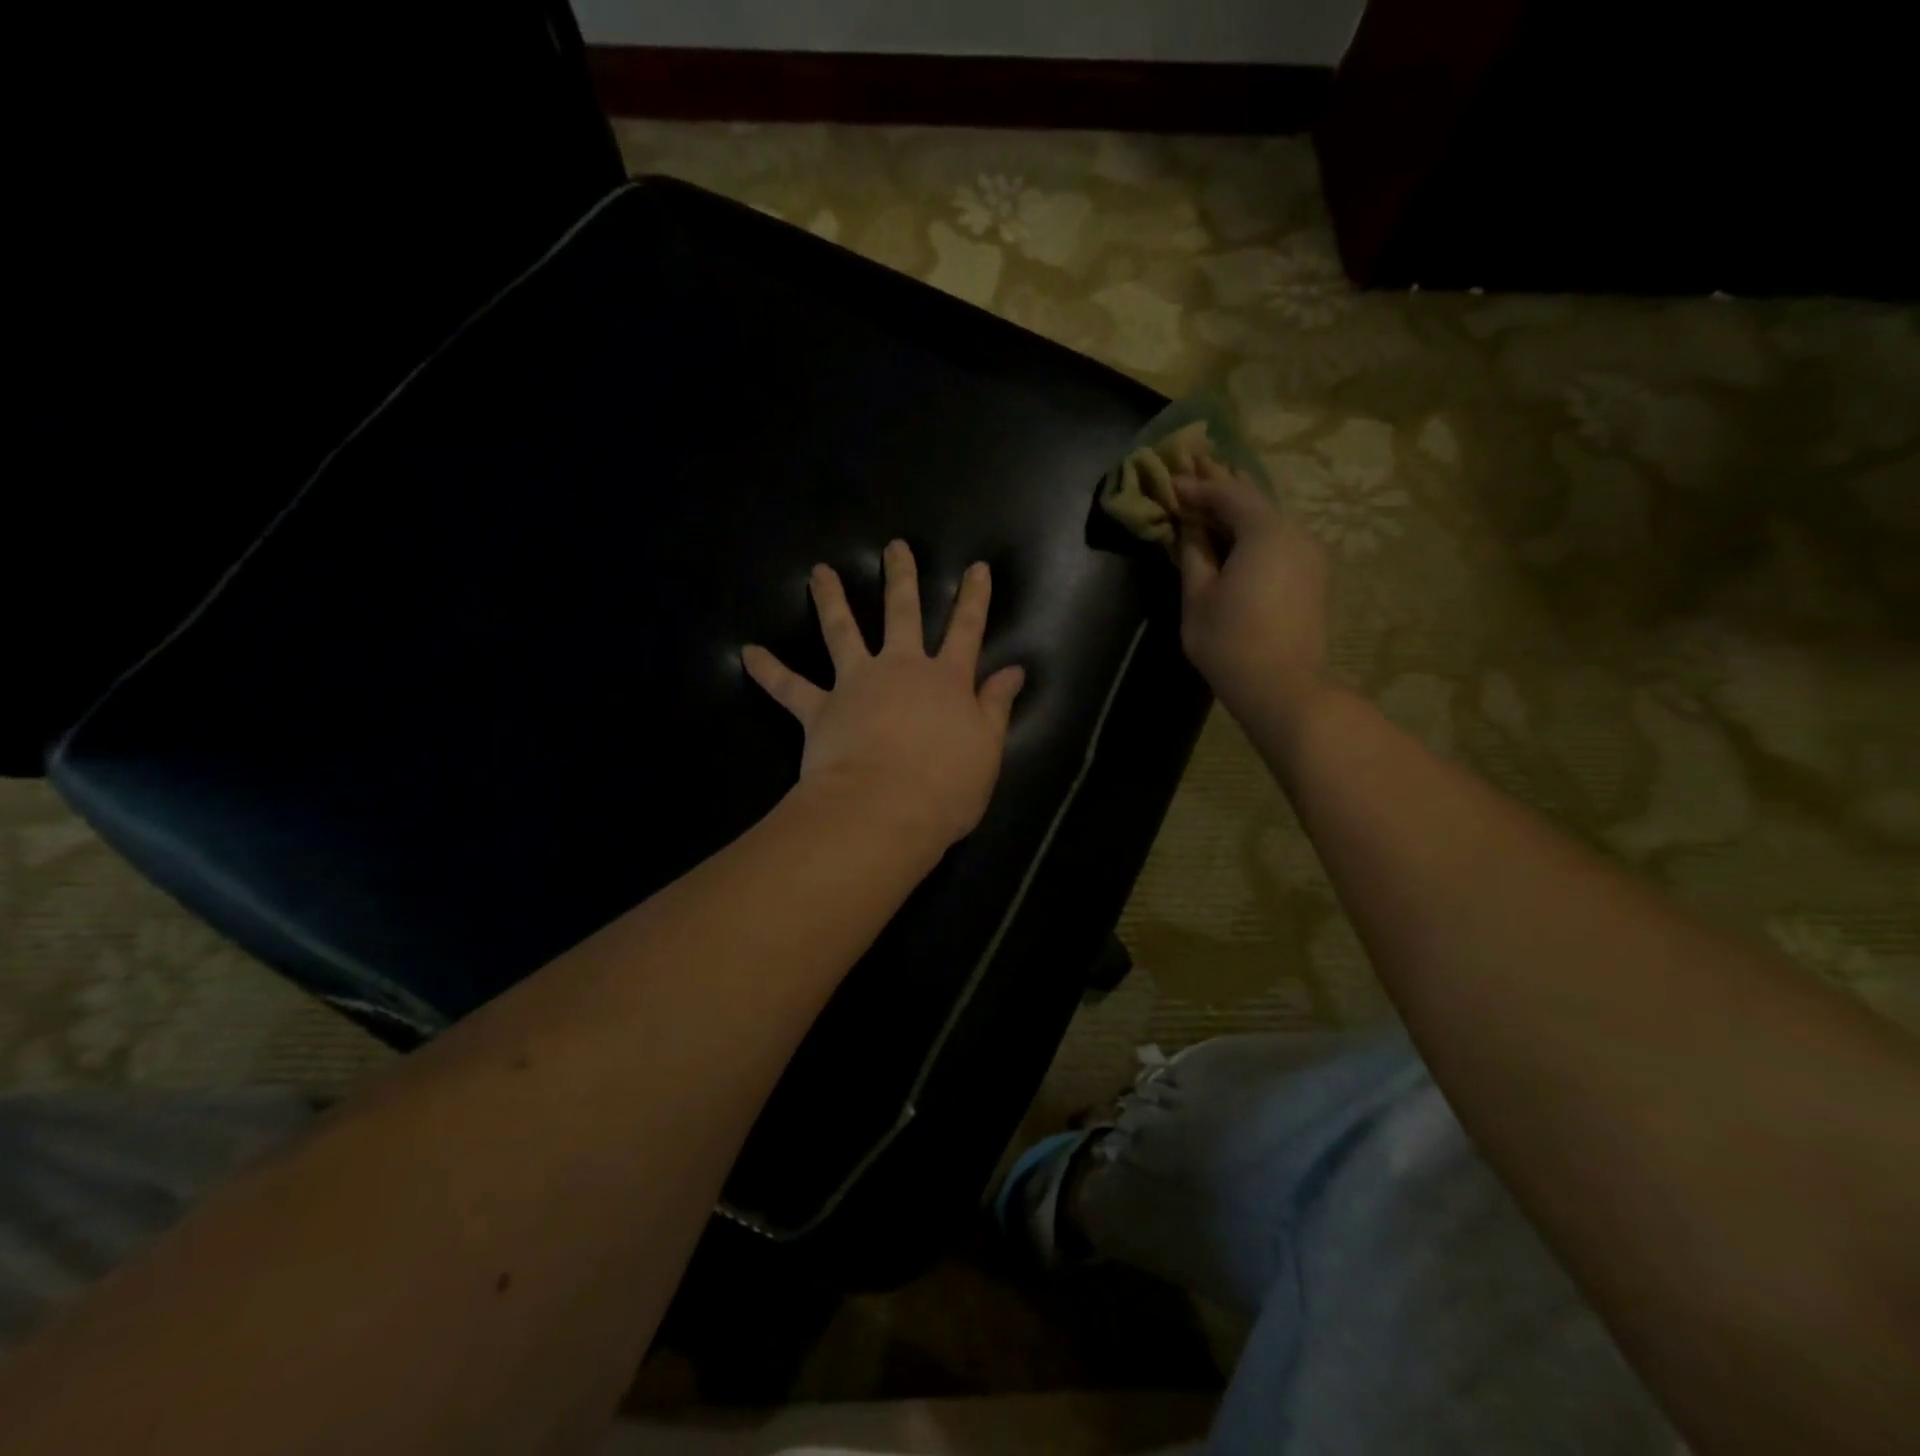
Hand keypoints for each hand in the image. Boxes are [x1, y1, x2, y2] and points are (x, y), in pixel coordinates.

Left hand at [742, 541, 1025, 851]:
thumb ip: (996, 706)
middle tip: (894, 547)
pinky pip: (789, 687)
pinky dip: (769, 670)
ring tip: (818, 573)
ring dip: (831, 600)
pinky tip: (748, 653)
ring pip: (842, 632)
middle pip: (902, 614)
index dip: (974, 599)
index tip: (977, 568)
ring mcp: (856, 684)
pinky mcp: (820, 708)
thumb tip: (1014, 670)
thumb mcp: (987, 749)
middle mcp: (900, 669)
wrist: (885, 809)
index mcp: (946, 680)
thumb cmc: (946, 786)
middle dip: (901, 578)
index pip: (967, 630)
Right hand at [1173, 457, 1330, 732]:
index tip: (1170, 482)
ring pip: (1269, 520)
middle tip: (1196, 466)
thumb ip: (1194, 553)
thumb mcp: (1199, 595)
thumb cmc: (1229, 641)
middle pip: (1254, 499)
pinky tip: (1239, 535)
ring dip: (1240, 508)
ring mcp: (1309, 555)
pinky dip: (1254, 532)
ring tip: (1215, 497)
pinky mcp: (1313, 578)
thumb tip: (1190, 527)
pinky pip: (1279, 541)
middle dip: (1223, 485)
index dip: (1197, 486)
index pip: (1227, 493)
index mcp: (1265, 531)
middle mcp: (1295, 532)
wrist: (1284, 687)